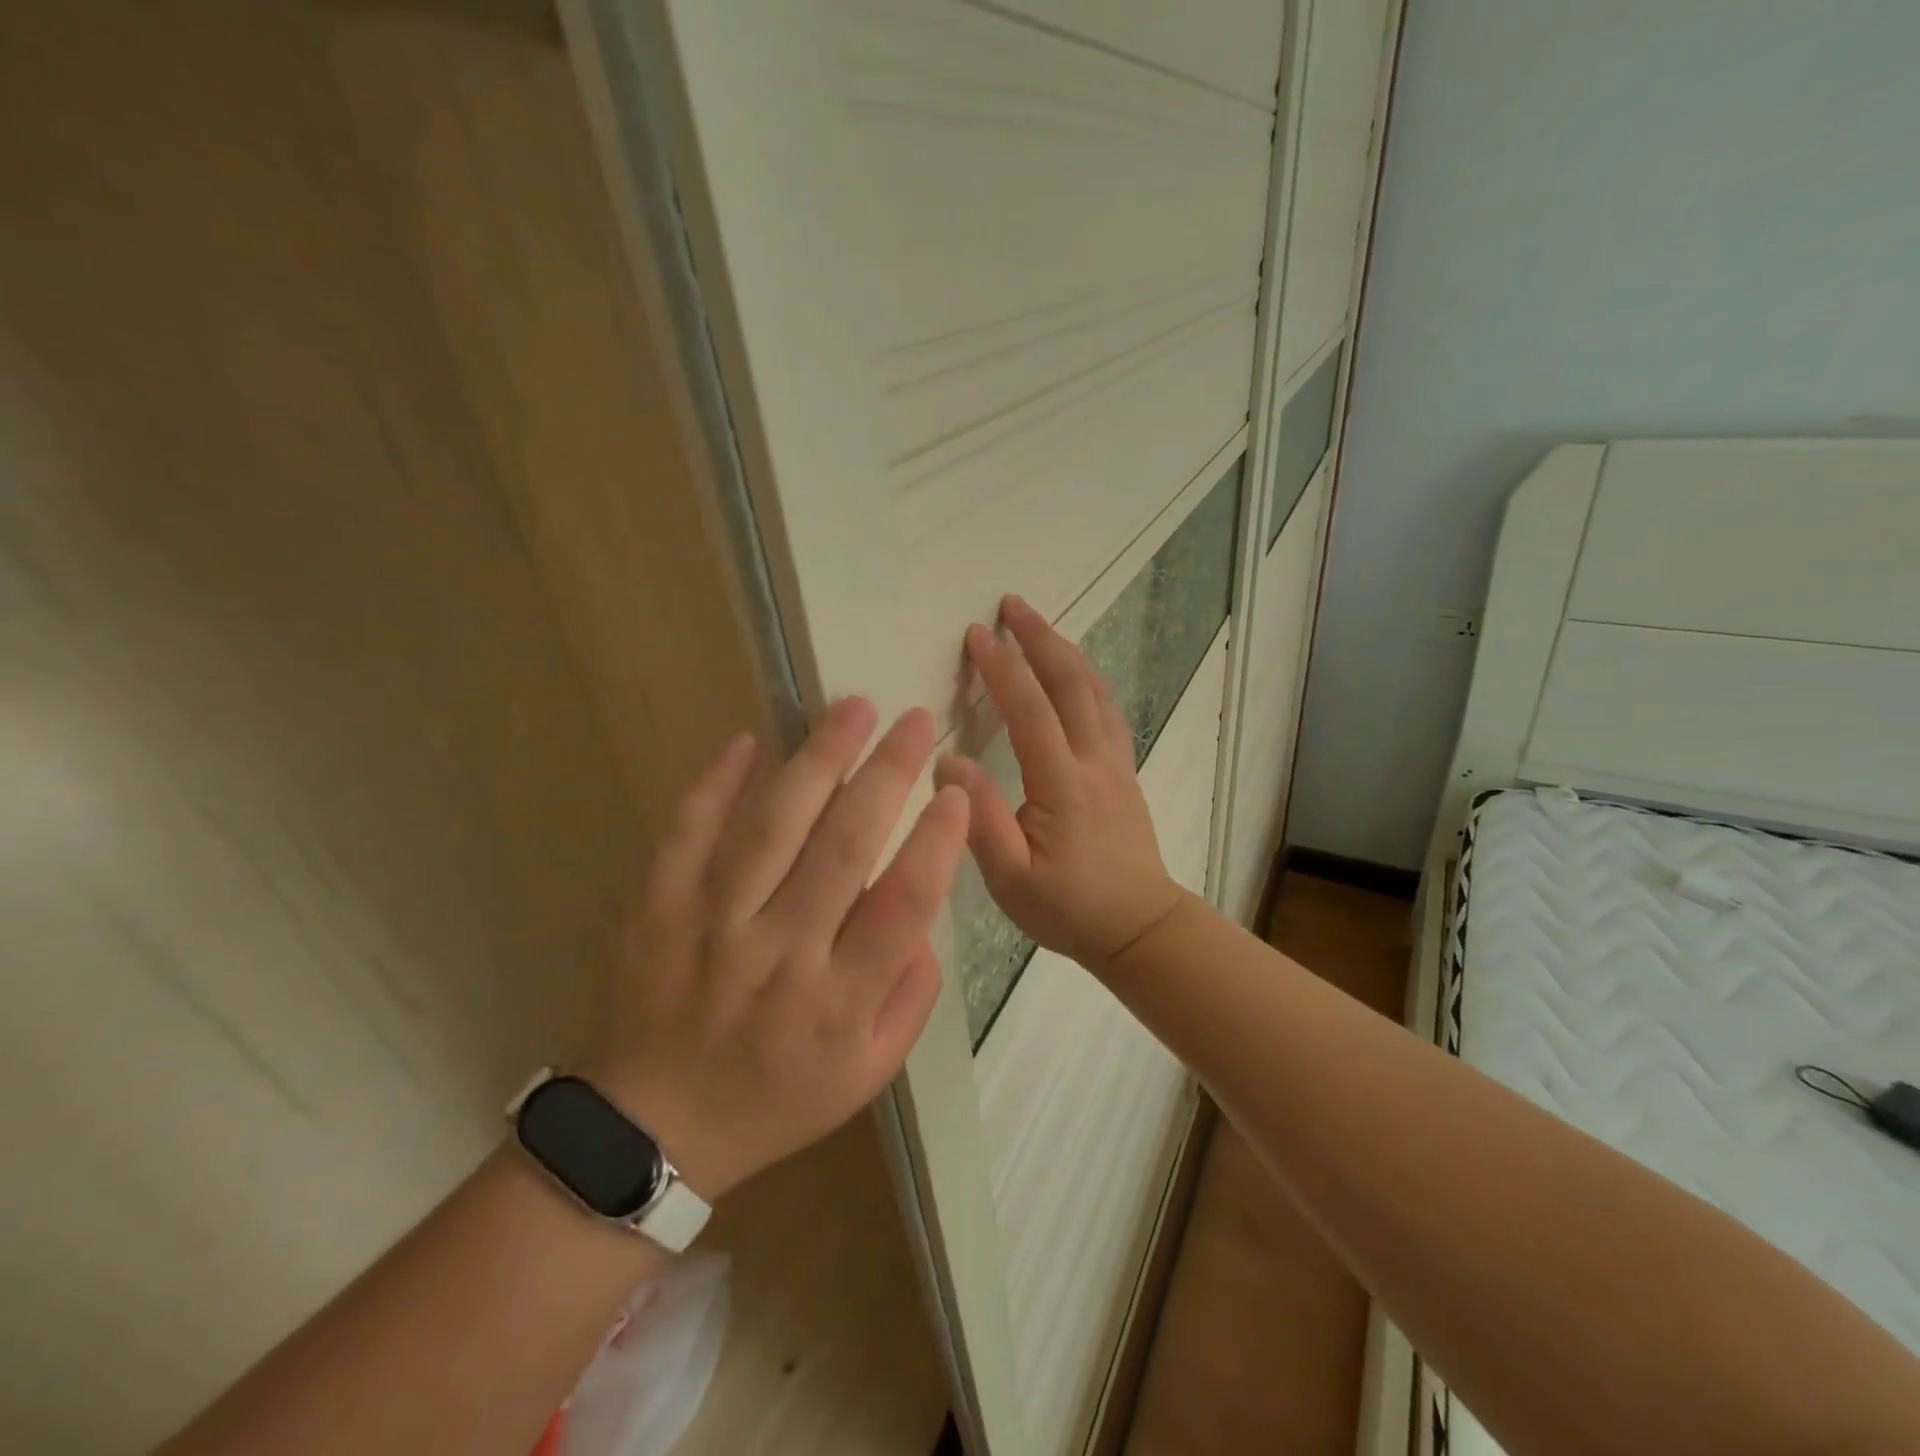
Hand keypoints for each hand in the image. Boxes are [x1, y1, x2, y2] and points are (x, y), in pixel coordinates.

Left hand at [584, 700, 968, 1200]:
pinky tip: (749, 740)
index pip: (902, 906)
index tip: (956, 791)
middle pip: (842, 848)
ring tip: (852, 708)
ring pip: (772, 827)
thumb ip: (912, 993)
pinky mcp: (659, 908)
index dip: (936, 842)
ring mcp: (712, 926)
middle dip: (886, 774)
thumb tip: (922, 911)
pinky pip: (688, 832)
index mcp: (839, 1001)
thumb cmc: (779, 1098)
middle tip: (913, 720)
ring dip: (817, 759)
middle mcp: (779, 954)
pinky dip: (717, 782)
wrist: (655, 1127)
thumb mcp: (870, 1072)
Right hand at [937, 595, 1184, 972]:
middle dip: (1040, 639)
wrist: (1139, 927)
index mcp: (1063, 784)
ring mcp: (1115, 763)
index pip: (1029, 710)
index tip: (976, 633)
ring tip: (1039, 625)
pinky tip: (1077, 672)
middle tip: (1011, 604)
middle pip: (1070, 683)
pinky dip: (1088, 678)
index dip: (1003, 668)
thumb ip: (980, 821)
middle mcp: (1094, 761)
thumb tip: (949, 763)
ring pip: (1094, 691)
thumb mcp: (1012, 880)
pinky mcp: (1124, 771)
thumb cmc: (1069, 908)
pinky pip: (1108, 709)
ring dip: (1066, 651)